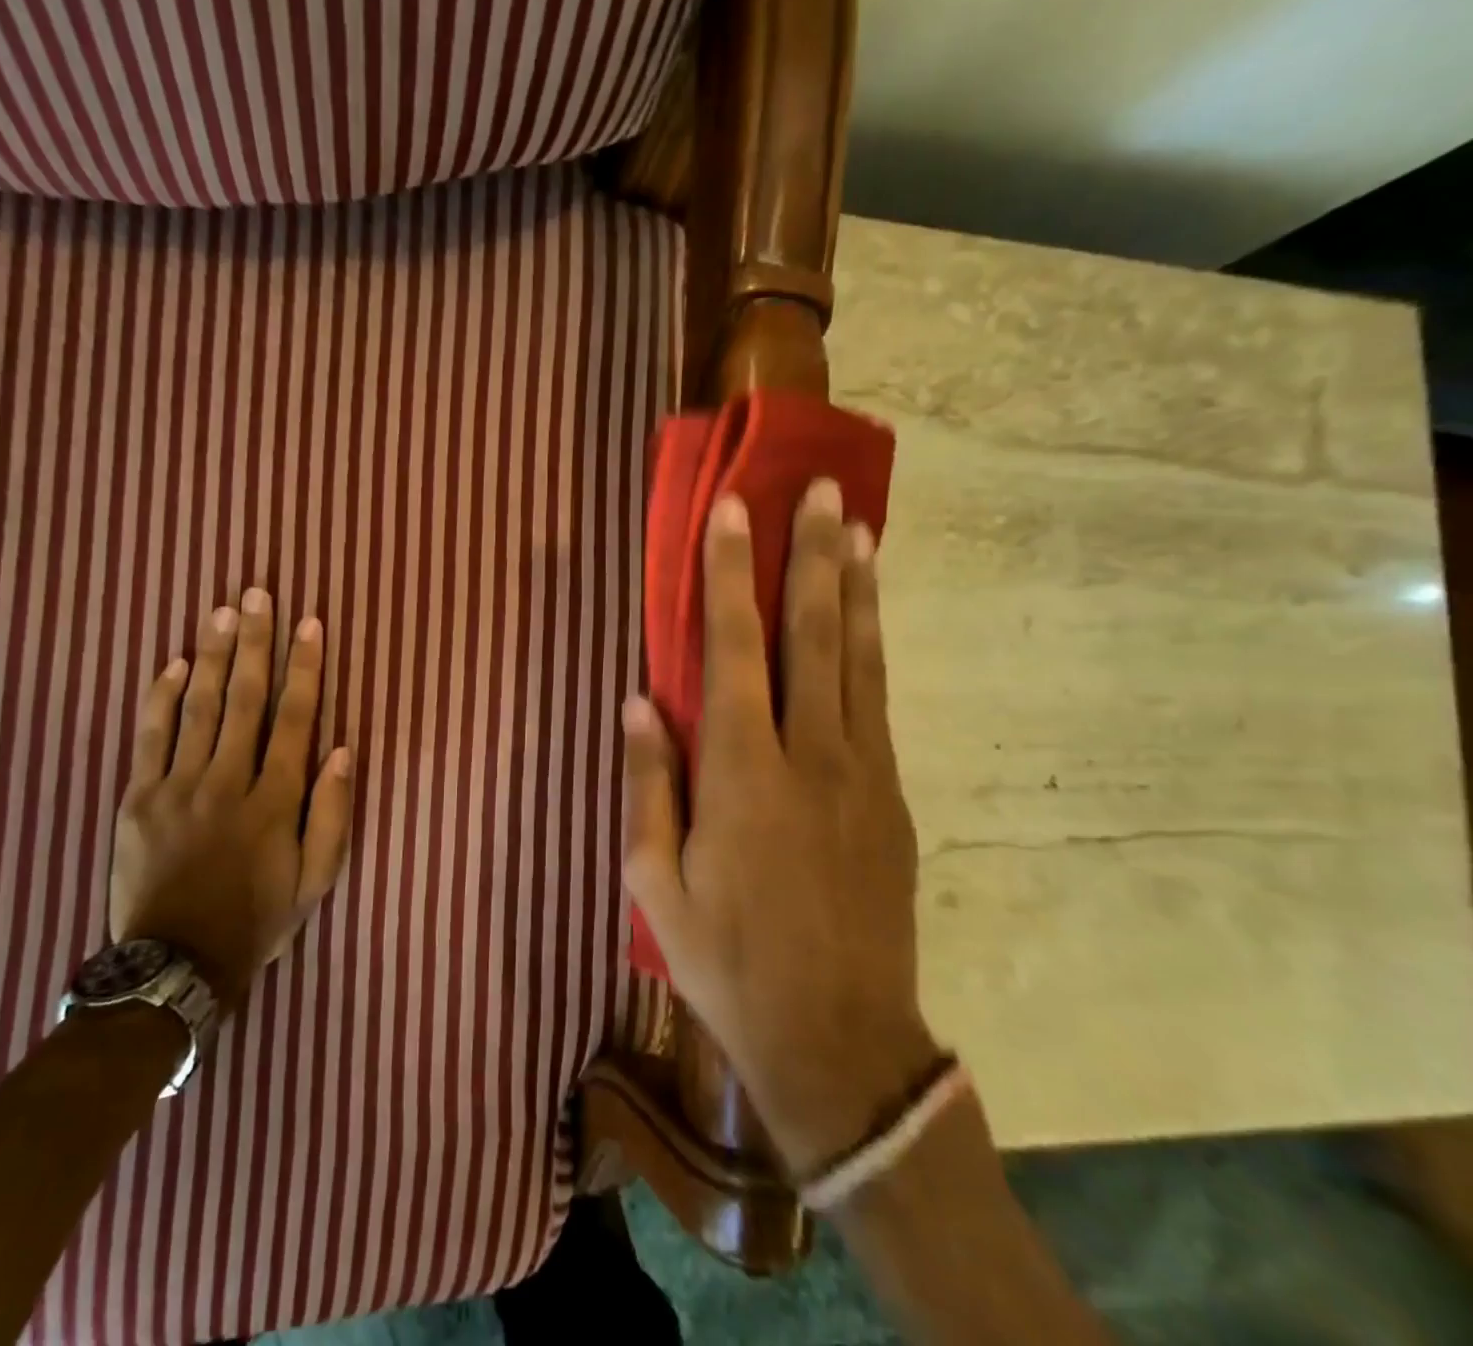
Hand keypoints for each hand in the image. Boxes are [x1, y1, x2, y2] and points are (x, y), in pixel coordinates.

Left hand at [109, 590, 353, 1008]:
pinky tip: (172, 663)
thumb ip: (331, 813)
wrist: (175, 965)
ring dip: (212, 656)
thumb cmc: (257, 919)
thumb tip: (340, 750)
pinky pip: (149, 738)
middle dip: (254, 643)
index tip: (309, 625)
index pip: (295, 719)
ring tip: (221, 612)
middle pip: (245, 699)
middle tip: (256, 595)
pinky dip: (160, 698)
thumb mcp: (315, 878)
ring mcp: (177, 787)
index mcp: (274, 800)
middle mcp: (227, 781)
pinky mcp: (138, 799)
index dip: (305, 668)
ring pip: (198, 708)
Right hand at [622, 480, 941, 1175]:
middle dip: (814, 556)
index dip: (731, 575)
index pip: (734, 648)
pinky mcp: (892, 798)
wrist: (837, 1039)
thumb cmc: (727, 960)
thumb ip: (648, 785)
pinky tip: (868, 622)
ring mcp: (863, 773)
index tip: (734, 512)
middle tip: (823, 491)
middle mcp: (811, 755)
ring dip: (858, 590)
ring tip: (860, 531)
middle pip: (814, 634)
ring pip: (862, 660)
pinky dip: (873, 649)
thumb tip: (637, 703)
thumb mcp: (654, 883)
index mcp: (742, 773)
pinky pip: (878, 703)